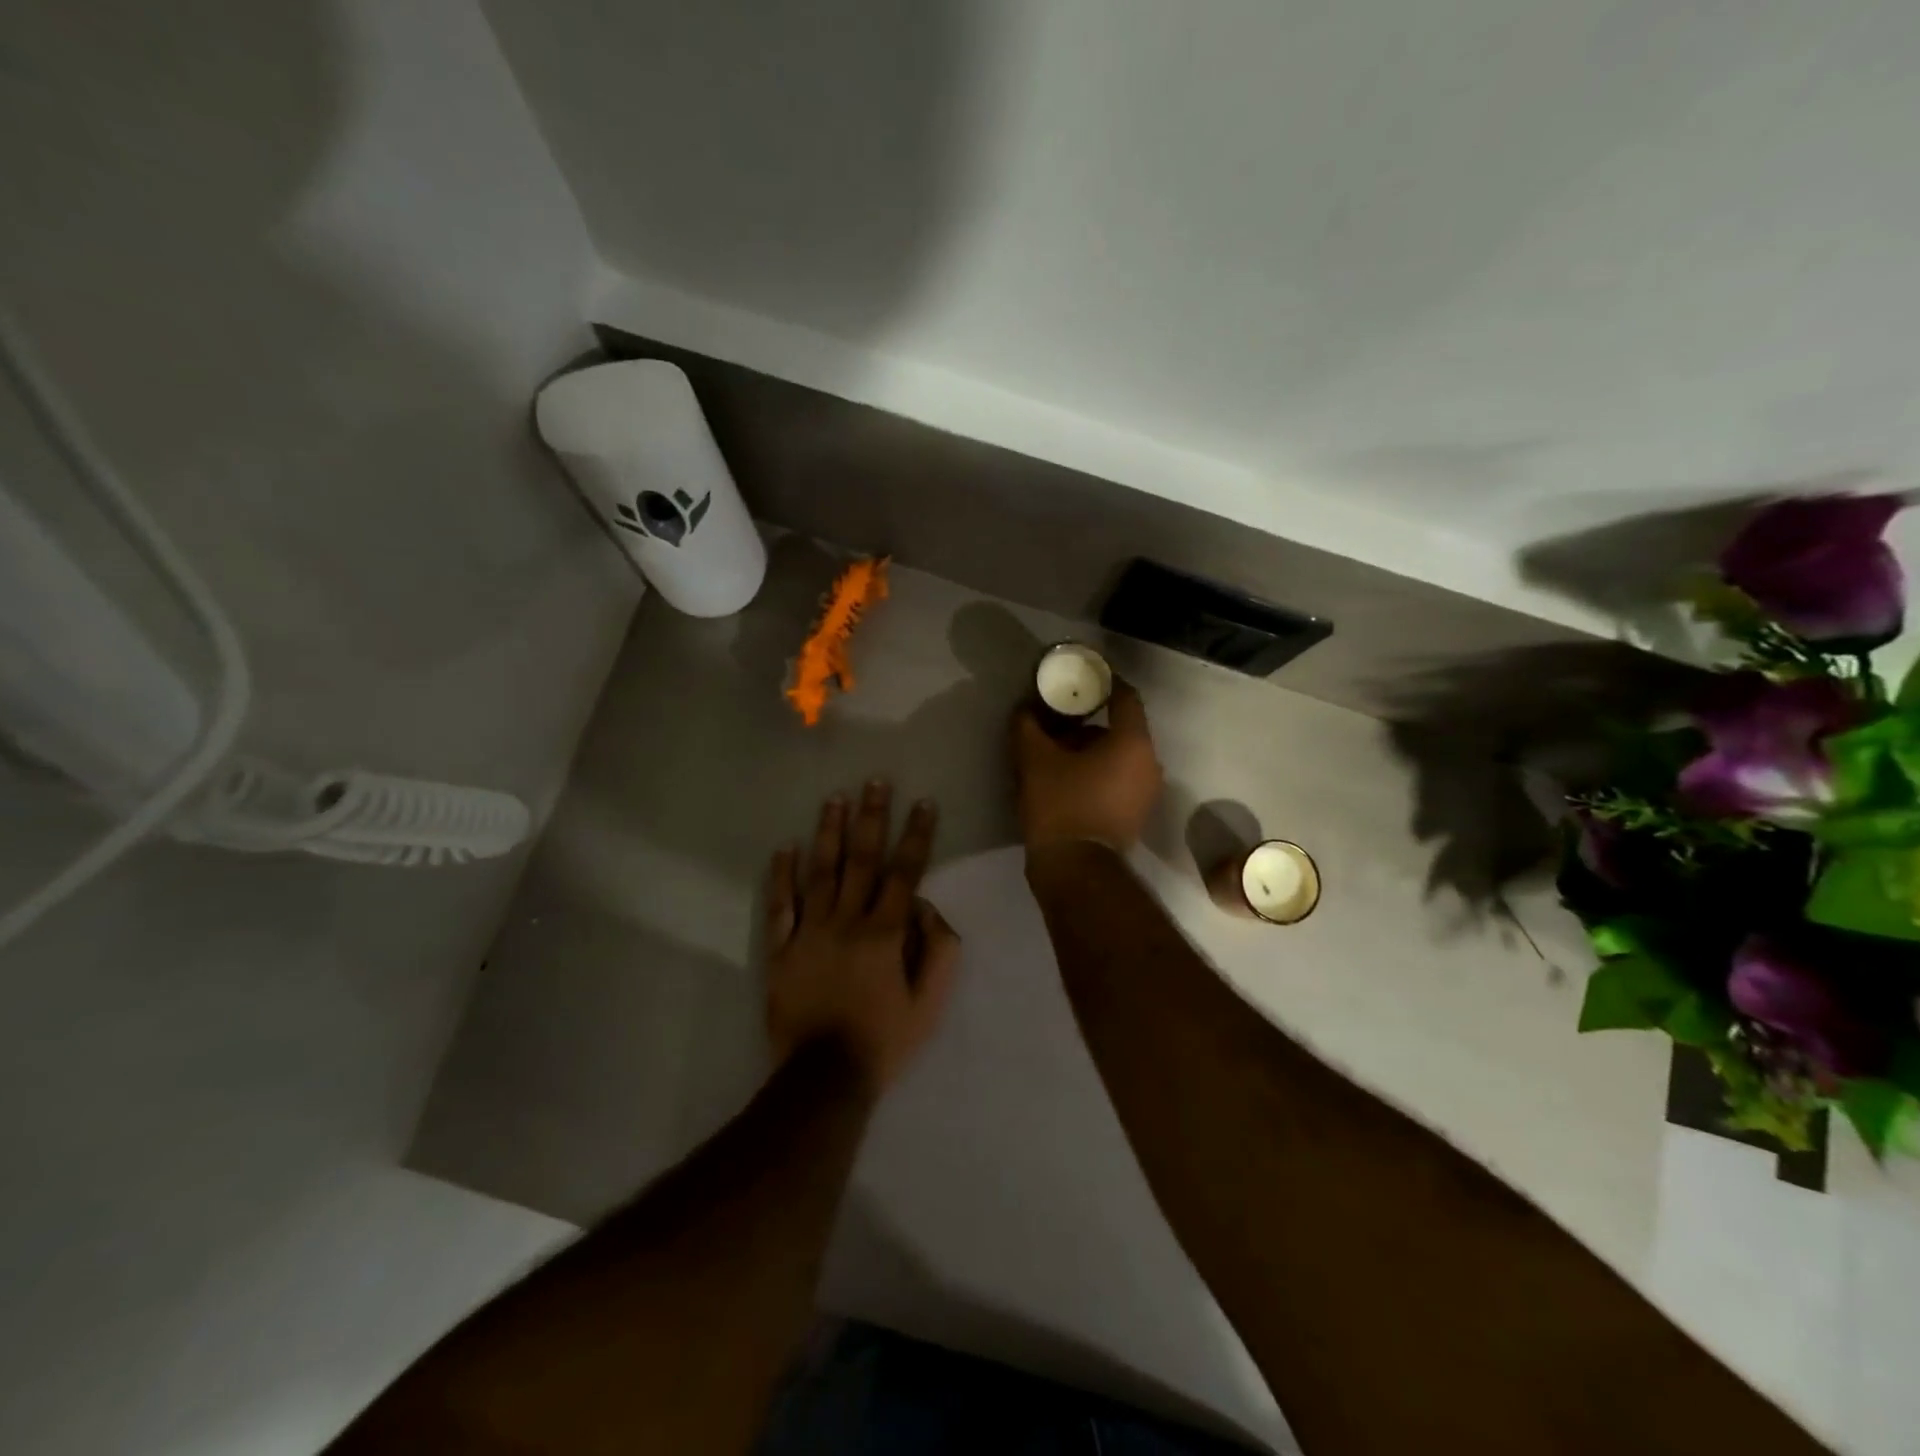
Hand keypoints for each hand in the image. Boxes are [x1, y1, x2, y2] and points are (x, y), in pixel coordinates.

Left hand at [765, 783, 961, 1096]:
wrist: (824, 1078)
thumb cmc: (884, 1040)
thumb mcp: (929, 1003)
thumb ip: (938, 950)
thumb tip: (927, 906)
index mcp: (885, 933)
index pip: (905, 872)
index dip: (916, 835)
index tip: (923, 802)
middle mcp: (847, 921)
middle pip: (862, 860)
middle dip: (871, 817)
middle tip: (874, 781)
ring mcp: (810, 932)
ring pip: (820, 872)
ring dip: (828, 833)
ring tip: (834, 799)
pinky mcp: (782, 949)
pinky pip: (780, 906)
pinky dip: (781, 877)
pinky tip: (783, 848)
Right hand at [1012, 678, 1163, 852]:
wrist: (1075, 869)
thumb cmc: (1060, 805)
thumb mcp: (1033, 758)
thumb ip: (1028, 724)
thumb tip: (1025, 707)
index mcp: (1133, 742)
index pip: (1125, 696)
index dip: (1103, 681)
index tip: (1080, 677)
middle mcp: (1149, 763)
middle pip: (1119, 728)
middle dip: (1087, 720)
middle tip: (1056, 719)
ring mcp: (1146, 791)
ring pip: (1118, 755)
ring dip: (1089, 748)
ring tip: (1055, 752)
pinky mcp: (1135, 813)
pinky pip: (1118, 778)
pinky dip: (1097, 771)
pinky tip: (1066, 778)